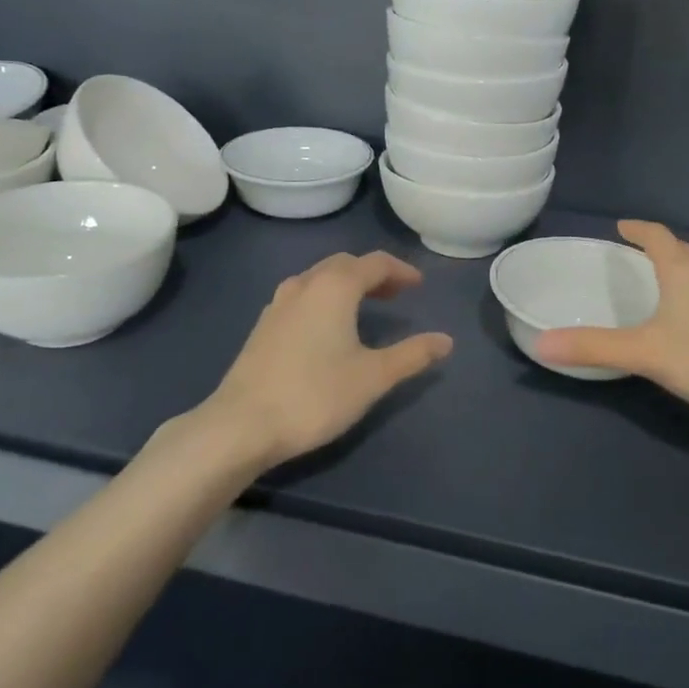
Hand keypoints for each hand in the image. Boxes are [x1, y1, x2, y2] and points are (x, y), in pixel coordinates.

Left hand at [200, 251, 452, 467]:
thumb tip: (446, 340)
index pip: (375, 263)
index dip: (401, 270)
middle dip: (373, 273)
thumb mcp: (373, 377)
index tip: (419, 285)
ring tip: (364, 306)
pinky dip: (323, 297)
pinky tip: (326, 326)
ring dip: (346, 283)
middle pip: (344, 264)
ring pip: (319, 278)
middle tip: (395, 293)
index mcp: (334, 287)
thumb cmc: (315, 395)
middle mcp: (305, 284)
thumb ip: (412, 355)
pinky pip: (302, 295)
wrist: (242, 424)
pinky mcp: (263, 325)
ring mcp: (278, 304)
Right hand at [537, 221, 688, 437]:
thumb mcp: (644, 352)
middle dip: (658, 247)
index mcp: (683, 271)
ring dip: (679, 269)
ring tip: (660, 283)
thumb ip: (593, 347)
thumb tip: (541, 344)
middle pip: (682, 250)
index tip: (621, 226)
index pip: (657, 236)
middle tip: (635, 254)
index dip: (638, 229)